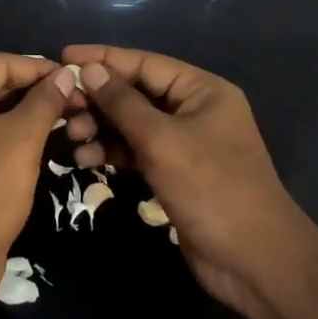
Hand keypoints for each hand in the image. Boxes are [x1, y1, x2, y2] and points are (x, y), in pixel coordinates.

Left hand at [0, 53, 73, 307]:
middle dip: (29, 91)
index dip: (36, 67)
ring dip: (19, 114)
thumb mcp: (23, 139)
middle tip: (69, 98)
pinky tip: (32, 144)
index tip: (71, 76)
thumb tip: (65, 73)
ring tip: (59, 119)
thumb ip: (44, 101)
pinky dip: (2, 135)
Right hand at [61, 44, 308, 318]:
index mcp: (201, 90)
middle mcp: (193, 109)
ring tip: (71, 137)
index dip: (103, 58)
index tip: (64, 55)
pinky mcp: (175, 173)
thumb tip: (89, 68)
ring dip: (100, 127)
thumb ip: (122, 103)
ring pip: (131, 123)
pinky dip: (112, 151)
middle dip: (98, 99)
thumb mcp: (162, 140)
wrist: (255, 263)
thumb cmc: (212, 188)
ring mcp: (184, 143)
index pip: (144, 63)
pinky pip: (136, 150)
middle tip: (62, 107)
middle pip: (135, 92)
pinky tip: (86, 159)